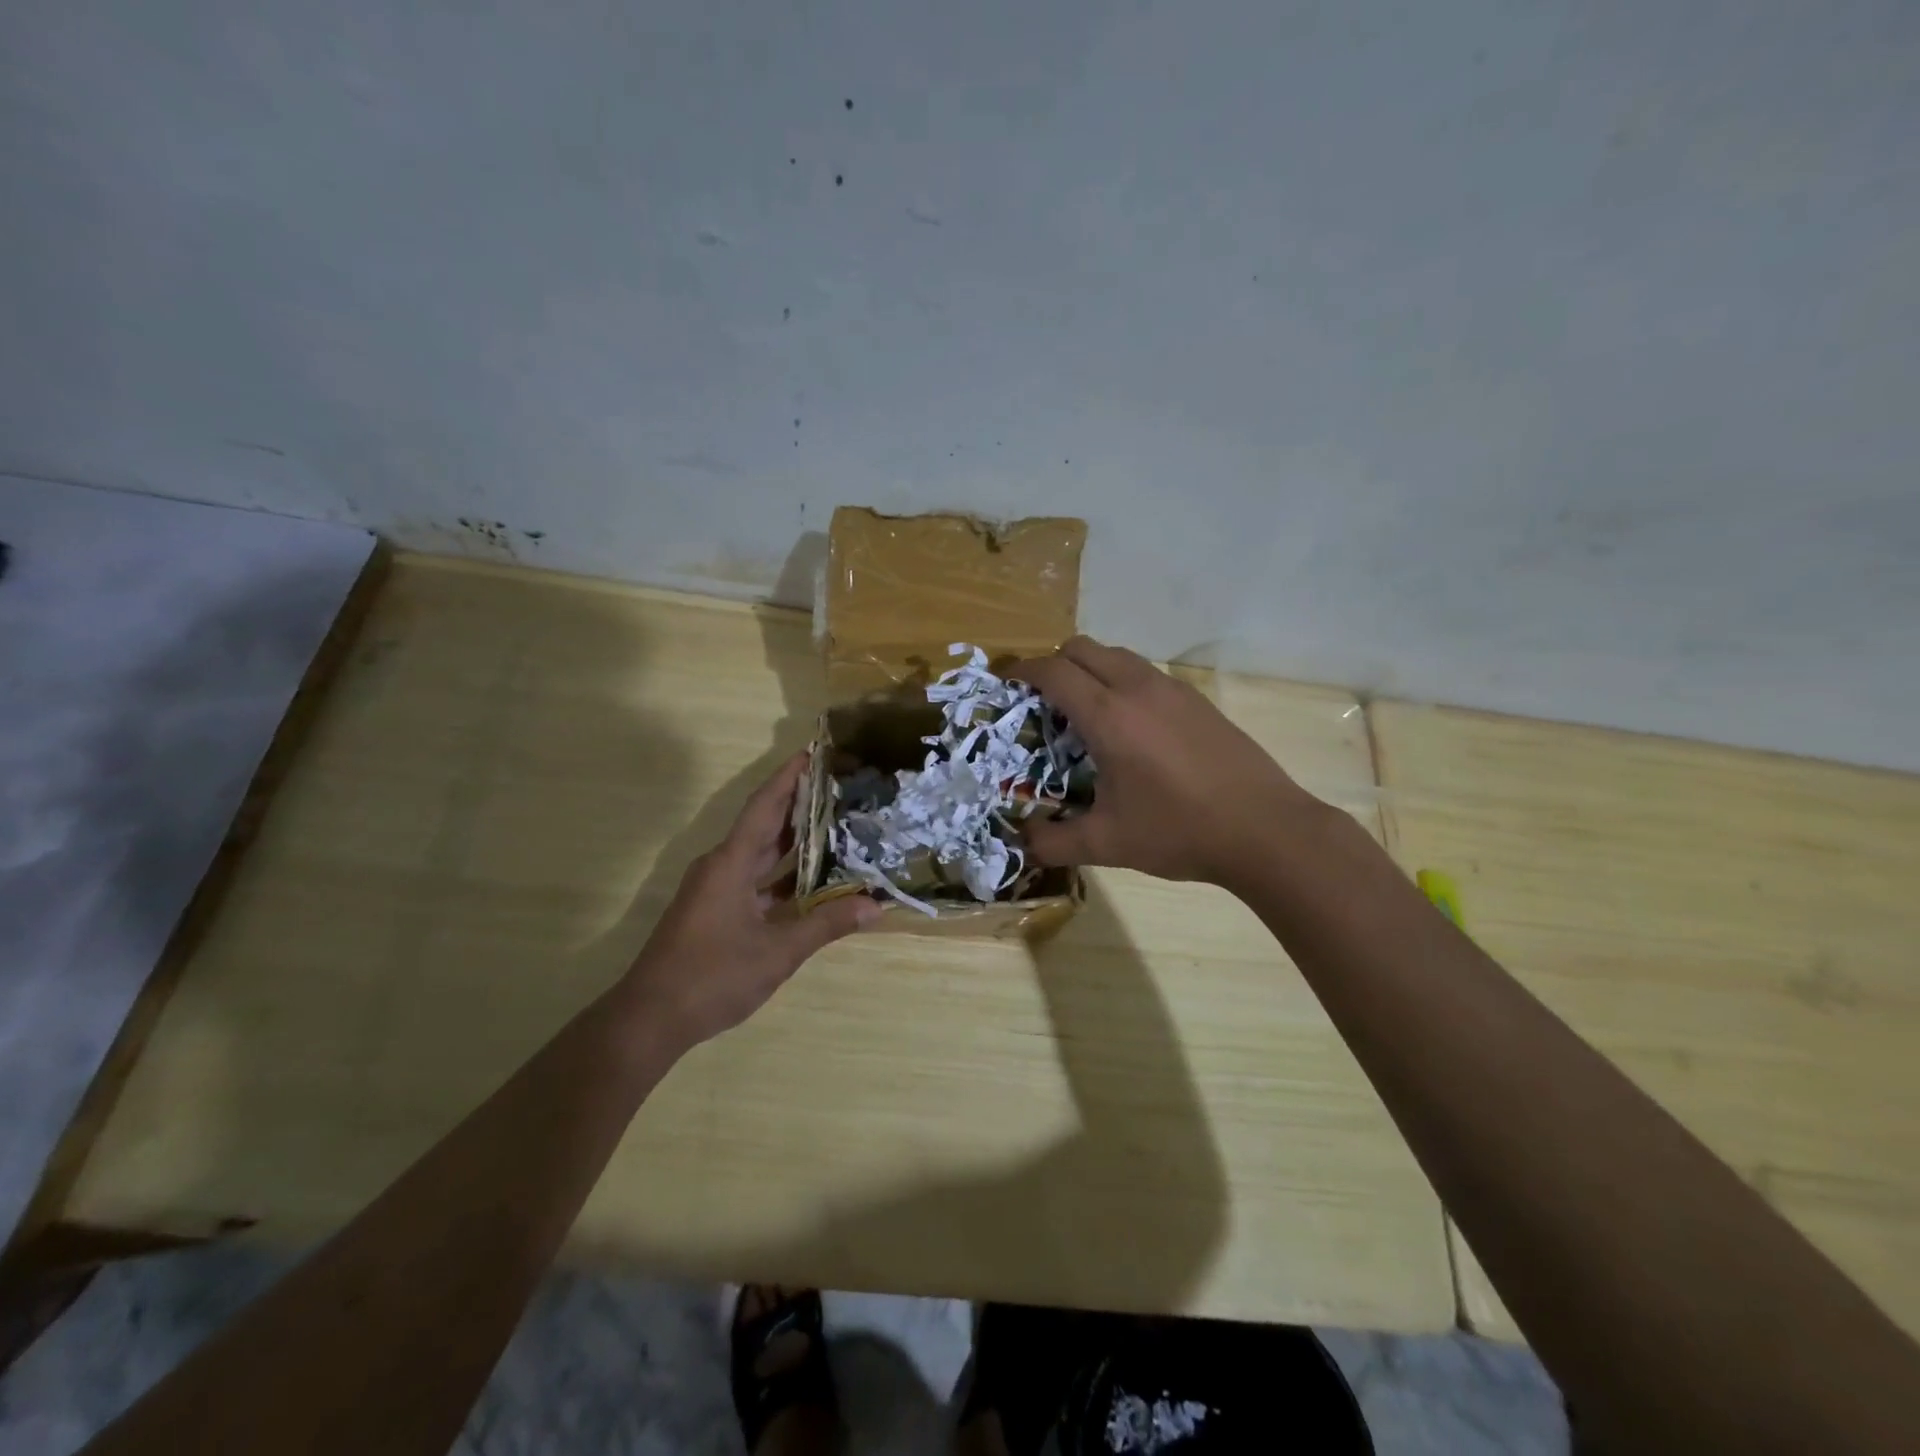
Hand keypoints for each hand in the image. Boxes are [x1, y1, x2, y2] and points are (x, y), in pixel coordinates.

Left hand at [622, 753, 878, 1045]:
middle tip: (838, 787)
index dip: (789, 777)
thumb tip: (875, 906)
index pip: (765, 806)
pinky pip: (754, 878)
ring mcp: (715, 889)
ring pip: (759, 853)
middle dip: (798, 803)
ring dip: (792, 840)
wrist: (650, 1018)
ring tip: (834, 824)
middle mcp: (721, 866)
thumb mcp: (778, 952)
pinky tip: (811, 880)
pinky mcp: (714, 910)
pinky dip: (782, 874)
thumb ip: (827, 925)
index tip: (814, 752)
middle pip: (764, 824)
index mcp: (731, 863)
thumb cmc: (712, 977)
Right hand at [1011, 637, 1322, 886]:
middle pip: (1081, 647)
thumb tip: (1022, 843)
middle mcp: (1137, 688)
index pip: (1053, 672)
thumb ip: (1055, 842)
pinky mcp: (1197, 699)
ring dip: (1089, 669)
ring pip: (1116, 654)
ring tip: (1084, 712)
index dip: (1022, 670)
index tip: (1004, 681)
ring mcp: (1172, 689)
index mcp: (1108, 716)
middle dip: (1053, 664)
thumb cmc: (1179, 831)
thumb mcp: (1108, 843)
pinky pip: (1144, 672)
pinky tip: (1130, 727)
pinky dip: (1121, 681)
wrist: (1266, 830)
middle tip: (1042, 701)